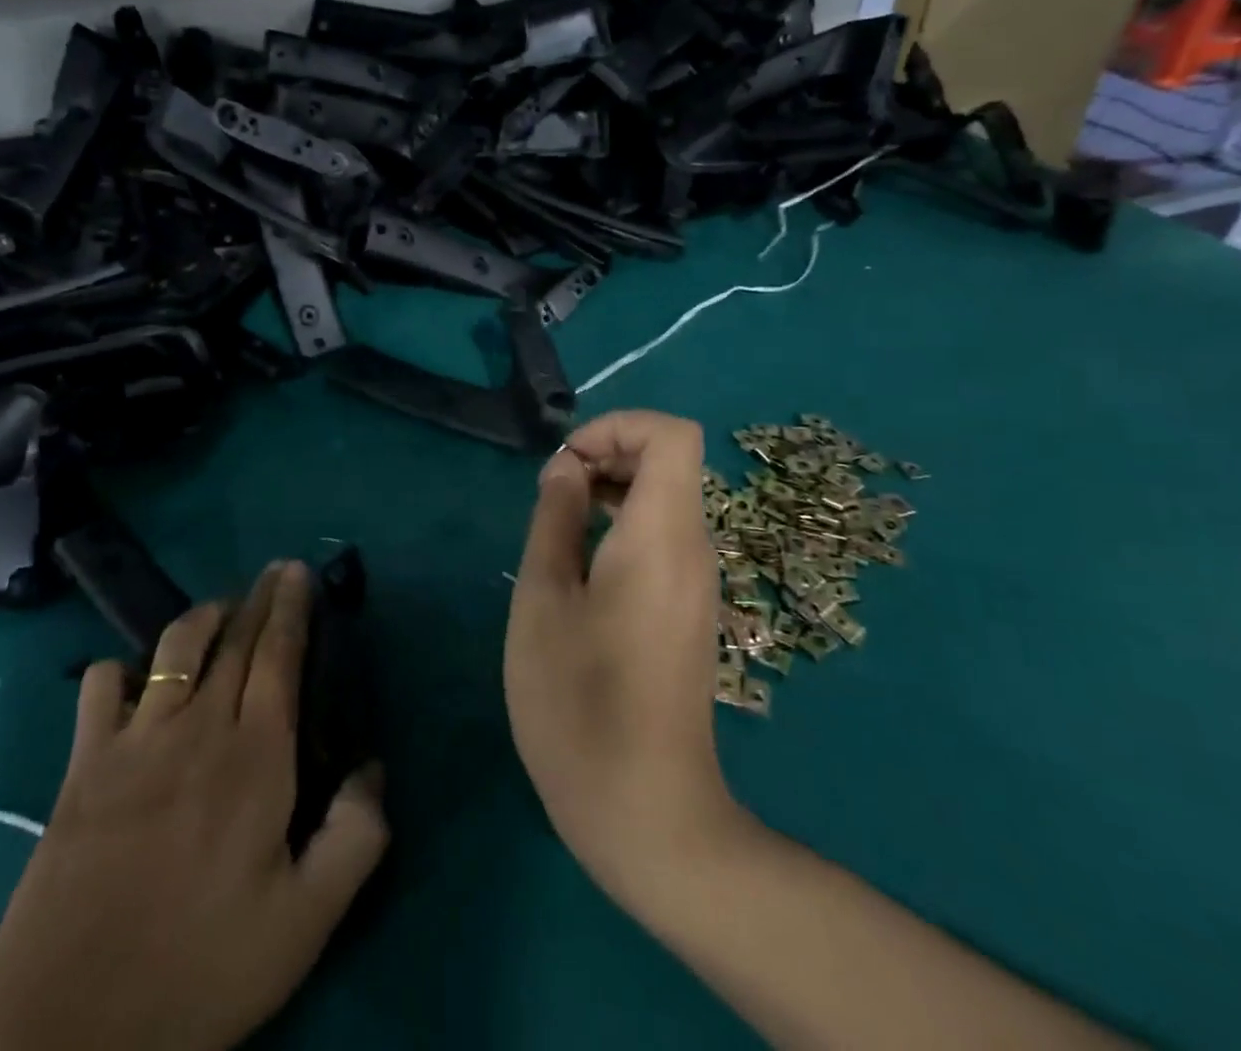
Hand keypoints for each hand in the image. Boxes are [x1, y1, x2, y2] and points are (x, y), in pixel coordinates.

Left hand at [0, 562, 388, 1050]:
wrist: (68, 1027)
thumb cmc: (199, 969)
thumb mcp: (305, 923)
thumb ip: (356, 837)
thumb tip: (373, 767)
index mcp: (256, 757)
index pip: (279, 656)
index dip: (291, 608)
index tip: (297, 572)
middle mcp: (198, 727)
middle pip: (234, 640)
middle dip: (258, 597)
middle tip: (273, 571)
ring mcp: (134, 740)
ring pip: (174, 647)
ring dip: (202, 617)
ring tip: (220, 611)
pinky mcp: (83, 764)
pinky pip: (100, 685)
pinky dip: (120, 668)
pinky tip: (134, 679)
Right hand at [504, 411, 746, 913]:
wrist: (648, 814)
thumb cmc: (580, 703)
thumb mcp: (544, 600)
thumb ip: (556, 518)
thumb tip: (568, 467)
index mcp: (662, 536)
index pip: (672, 435)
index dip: (617, 426)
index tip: (566, 462)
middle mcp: (694, 549)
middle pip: (669, 461)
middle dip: (607, 453)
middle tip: (550, 491)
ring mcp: (696, 583)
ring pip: (665, 498)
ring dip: (610, 489)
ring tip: (555, 524)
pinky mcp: (688, 610)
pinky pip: (663, 537)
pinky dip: (622, 525)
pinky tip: (578, 566)